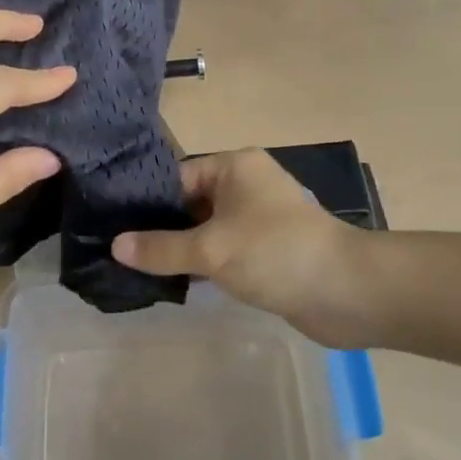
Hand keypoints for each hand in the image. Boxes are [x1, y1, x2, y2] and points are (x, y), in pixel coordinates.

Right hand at [113, 149, 376, 347]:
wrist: (347, 292)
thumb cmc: (275, 253)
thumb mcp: (210, 249)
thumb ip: (161, 248)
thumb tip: (116, 246)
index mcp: (234, 167)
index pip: (176, 176)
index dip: (146, 202)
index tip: (113, 224)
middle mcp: (246, 185)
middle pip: (190, 203)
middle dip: (160, 228)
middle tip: (120, 251)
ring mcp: (259, 219)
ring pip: (206, 230)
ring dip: (181, 249)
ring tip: (138, 269)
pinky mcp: (268, 251)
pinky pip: (225, 251)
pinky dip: (203, 264)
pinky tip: (174, 282)